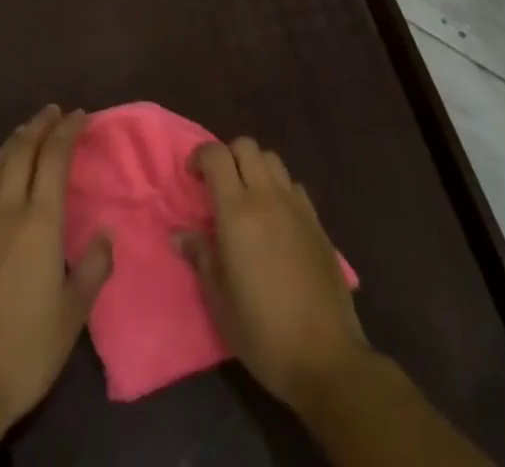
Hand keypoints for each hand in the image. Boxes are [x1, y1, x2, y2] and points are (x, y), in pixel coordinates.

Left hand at [0, 105, 112, 452]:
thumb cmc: (23, 353)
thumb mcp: (72, 317)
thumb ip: (94, 270)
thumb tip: (106, 234)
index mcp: (40, 223)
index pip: (56, 158)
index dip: (68, 131)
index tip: (80, 116)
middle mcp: (6, 210)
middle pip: (23, 152)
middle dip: (41, 125)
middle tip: (54, 111)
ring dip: (13, 143)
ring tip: (25, 132)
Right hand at [178, 138, 369, 412]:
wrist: (325, 357)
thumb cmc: (262, 331)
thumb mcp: (219, 300)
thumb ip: (200, 256)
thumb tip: (179, 234)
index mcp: (238, 211)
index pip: (216, 155)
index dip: (200, 156)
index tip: (192, 177)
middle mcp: (267, 197)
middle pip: (246, 146)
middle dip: (228, 155)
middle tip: (218, 185)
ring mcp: (297, 207)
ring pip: (273, 160)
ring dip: (255, 168)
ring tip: (247, 199)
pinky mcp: (318, 223)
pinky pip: (294, 186)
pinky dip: (279, 189)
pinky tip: (276, 220)